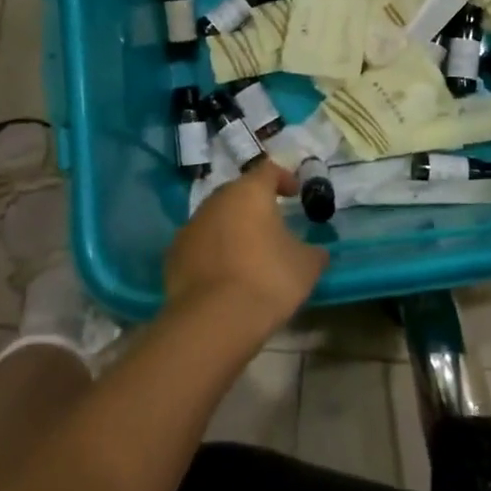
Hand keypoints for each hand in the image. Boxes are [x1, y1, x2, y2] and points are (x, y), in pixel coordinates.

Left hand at [164, 159, 327, 339]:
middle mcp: (216, 201)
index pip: (268, 170)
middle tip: (272, 223)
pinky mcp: (174, 255)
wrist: (214, 320)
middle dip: (255, 204)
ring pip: (216, 218)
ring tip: (248, 252)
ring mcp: (190, 227)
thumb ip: (313, 251)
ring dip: (232, 228)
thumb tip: (316, 252)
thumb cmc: (268, 280)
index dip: (284, 178)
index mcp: (249, 193)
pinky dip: (213, 251)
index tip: (295, 194)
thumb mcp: (307, 266)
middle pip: (238, 192)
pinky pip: (200, 244)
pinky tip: (225, 273)